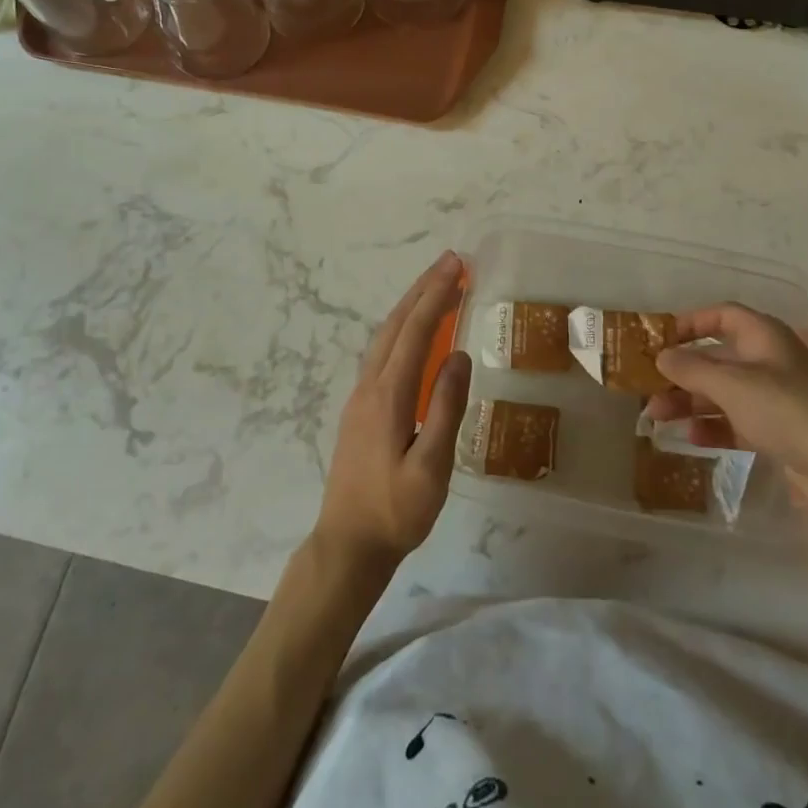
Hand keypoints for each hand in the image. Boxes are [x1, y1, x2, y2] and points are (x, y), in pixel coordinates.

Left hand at [314, 251, 471, 572]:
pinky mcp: (360, 409)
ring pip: (385, 336)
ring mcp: (360, 397)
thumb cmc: (395, 512)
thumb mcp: (431, 467)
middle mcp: (369, 386)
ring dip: (411, 306)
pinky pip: (382, 353)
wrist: (346, 545)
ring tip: (437, 286)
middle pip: (396, 325)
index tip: (456, 265)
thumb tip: (461, 356)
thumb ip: (446, 409)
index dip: (436, 295)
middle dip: (423, 289)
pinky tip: (415, 334)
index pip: (415, 332)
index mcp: (388, 395)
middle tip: (451, 262)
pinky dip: (402, 329)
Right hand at [648, 303, 807, 521]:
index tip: (658, 338)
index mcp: (763, 338)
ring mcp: (774, 399)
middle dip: (680, 372)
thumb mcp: (733, 385)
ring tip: (656, 417)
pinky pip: (735, 422)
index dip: (689, 323)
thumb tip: (661, 356)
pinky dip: (712, 427)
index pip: (721, 316)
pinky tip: (690, 438)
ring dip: (688, 402)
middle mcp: (768, 362)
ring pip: (721, 393)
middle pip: (715, 358)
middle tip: (647, 386)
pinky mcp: (778, 433)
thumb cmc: (788, 412)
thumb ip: (691, 368)